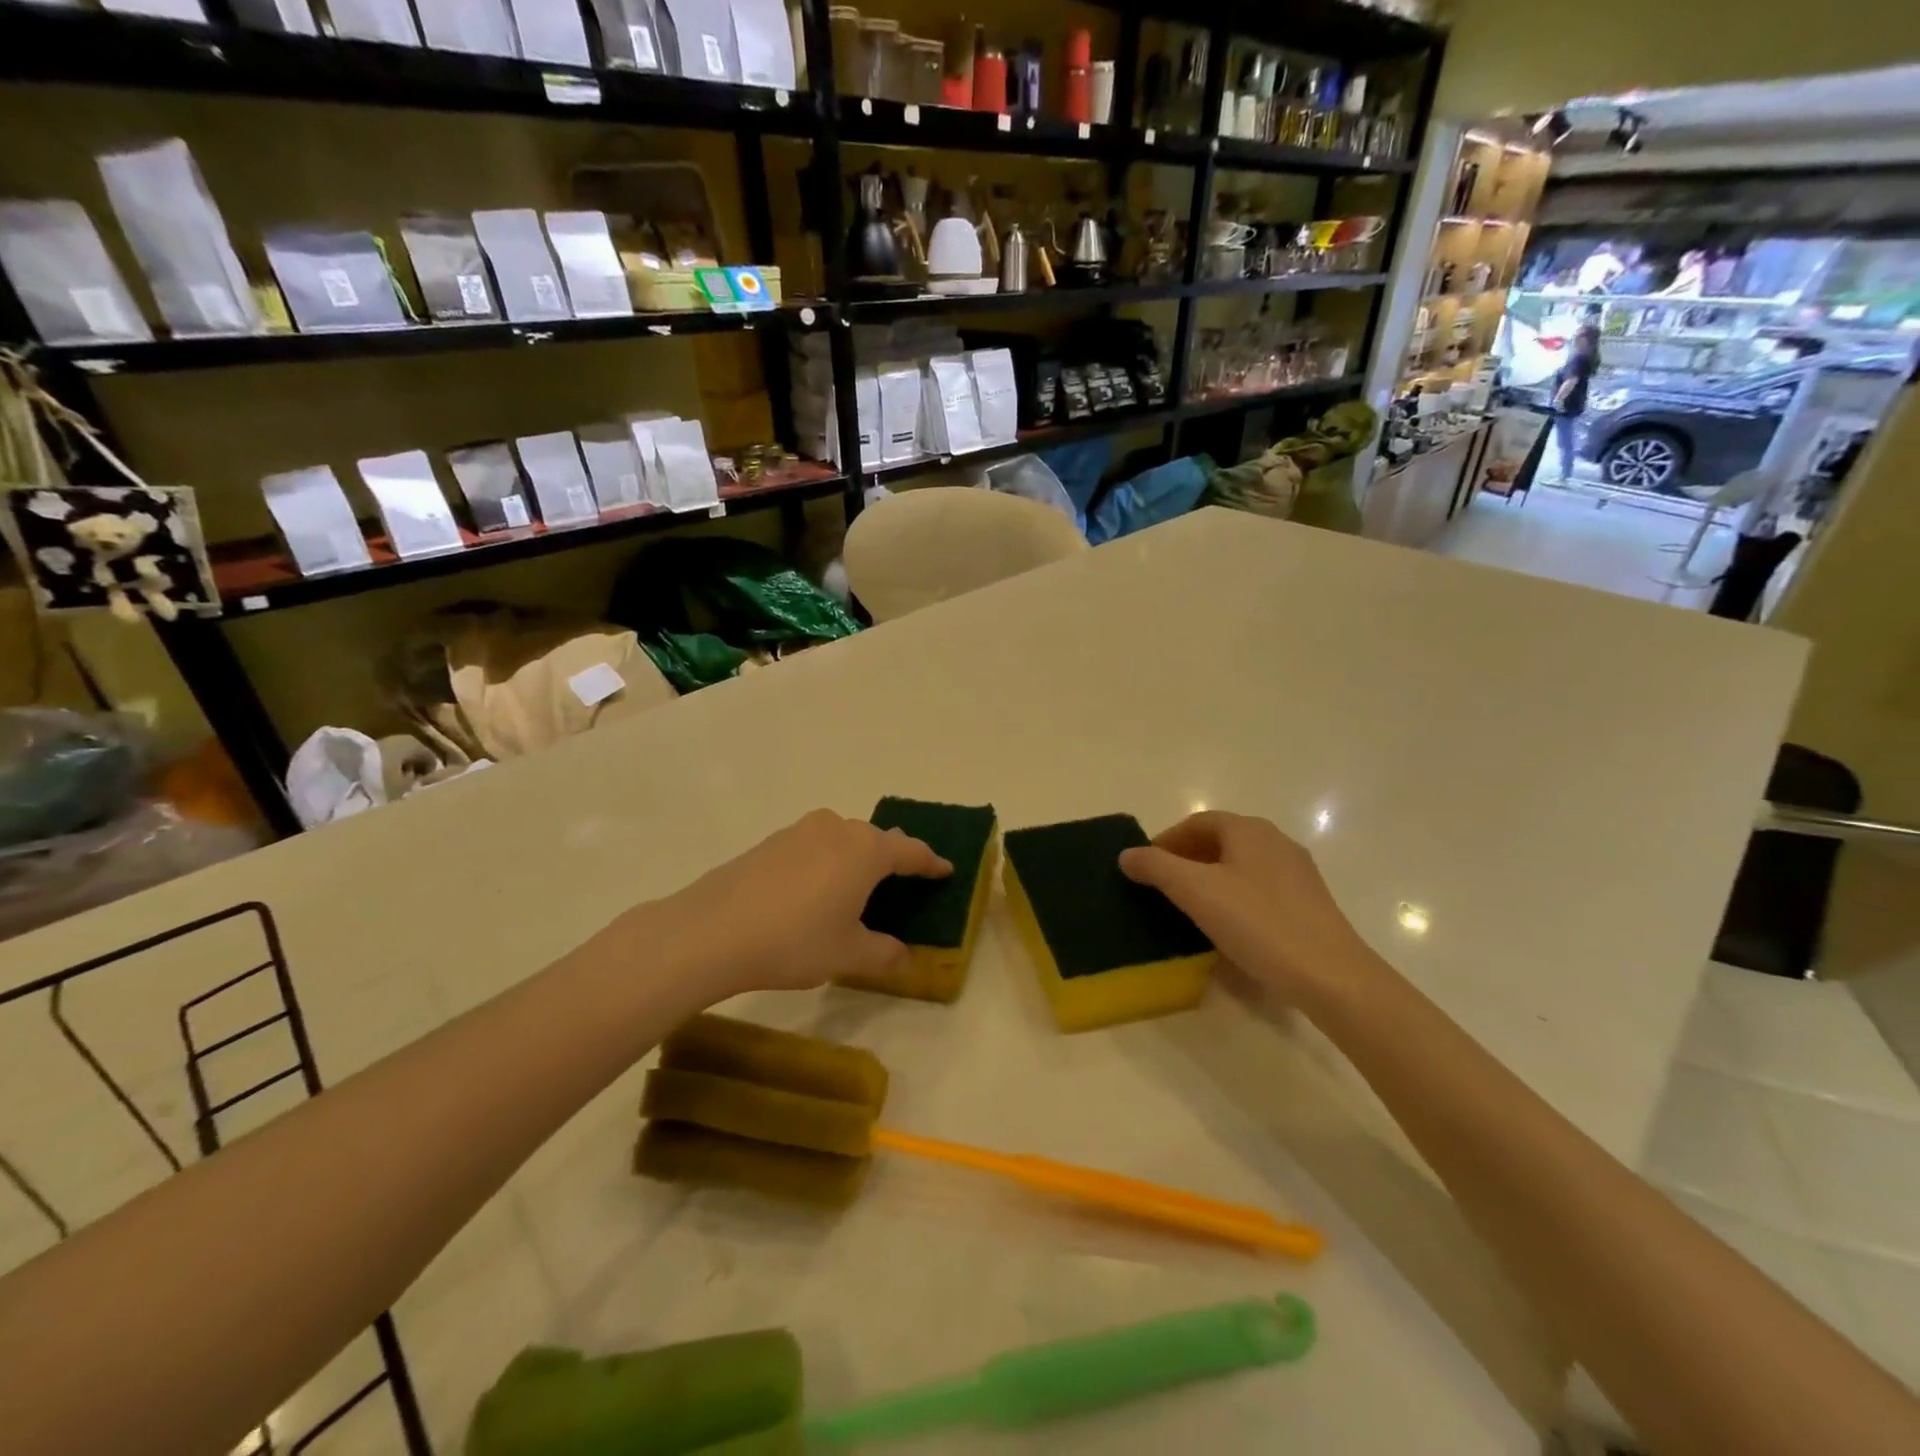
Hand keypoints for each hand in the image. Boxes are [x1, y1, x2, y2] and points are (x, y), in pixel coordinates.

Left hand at [656, 810, 950, 998]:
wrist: (710, 932)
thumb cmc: (794, 941)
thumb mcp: (848, 956)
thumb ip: (884, 954)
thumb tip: (907, 958)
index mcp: (866, 851)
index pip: (910, 851)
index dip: (931, 863)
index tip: (946, 870)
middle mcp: (837, 830)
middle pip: (876, 839)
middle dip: (893, 858)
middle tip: (903, 881)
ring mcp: (799, 832)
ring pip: (842, 839)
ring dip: (857, 857)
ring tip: (858, 885)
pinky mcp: (770, 842)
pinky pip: (814, 846)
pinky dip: (826, 862)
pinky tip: (814, 890)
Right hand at [1118, 812, 1378, 1012]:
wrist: (1331, 976)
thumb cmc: (1258, 924)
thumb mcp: (1196, 892)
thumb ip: (1156, 867)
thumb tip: (1127, 854)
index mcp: (1248, 830)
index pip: (1197, 822)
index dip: (1166, 841)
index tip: (1144, 869)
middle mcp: (1275, 841)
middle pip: (1220, 841)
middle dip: (1186, 859)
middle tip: (1162, 888)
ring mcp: (1297, 872)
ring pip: (1240, 865)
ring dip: (1210, 879)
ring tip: (1189, 908)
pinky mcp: (1309, 902)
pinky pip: (1259, 888)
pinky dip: (1234, 897)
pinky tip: (1228, 927)